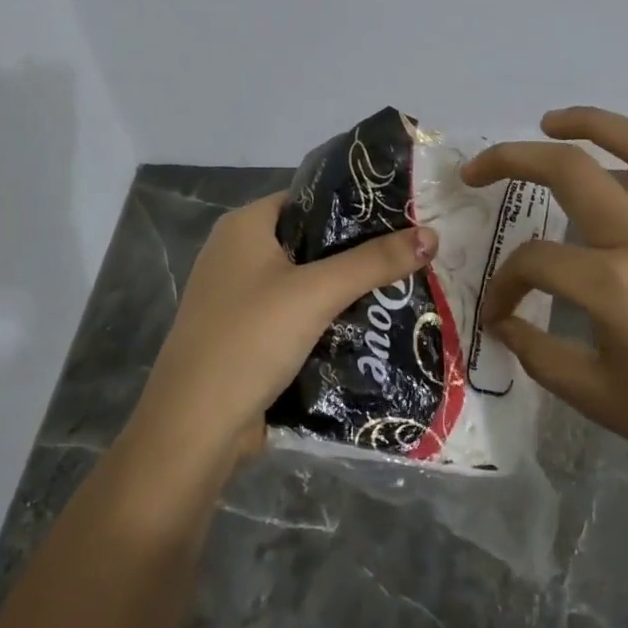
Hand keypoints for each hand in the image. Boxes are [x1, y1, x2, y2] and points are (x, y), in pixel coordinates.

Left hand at [126, 191, 438, 478]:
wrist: (195, 428)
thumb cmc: (250, 340)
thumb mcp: (317, 293)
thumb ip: (374, 262)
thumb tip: (432, 234)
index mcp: (244, 227)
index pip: (309, 198)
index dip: (355, 204)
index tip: (403, 215)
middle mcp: (237, 254)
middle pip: (311, 241)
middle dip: (358, 251)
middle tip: (412, 254)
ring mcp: (239, 298)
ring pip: (306, 282)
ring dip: (346, 288)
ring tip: (403, 286)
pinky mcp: (247, 336)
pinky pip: (296, 315)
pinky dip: (328, 318)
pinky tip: (369, 325)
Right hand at [463, 107, 627, 500]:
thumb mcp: (596, 399)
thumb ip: (538, 355)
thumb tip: (504, 325)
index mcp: (611, 285)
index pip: (533, 263)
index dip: (503, 286)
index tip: (500, 314)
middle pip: (571, 172)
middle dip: (512, 160)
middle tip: (480, 169)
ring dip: (594, 122)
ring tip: (553, 122)